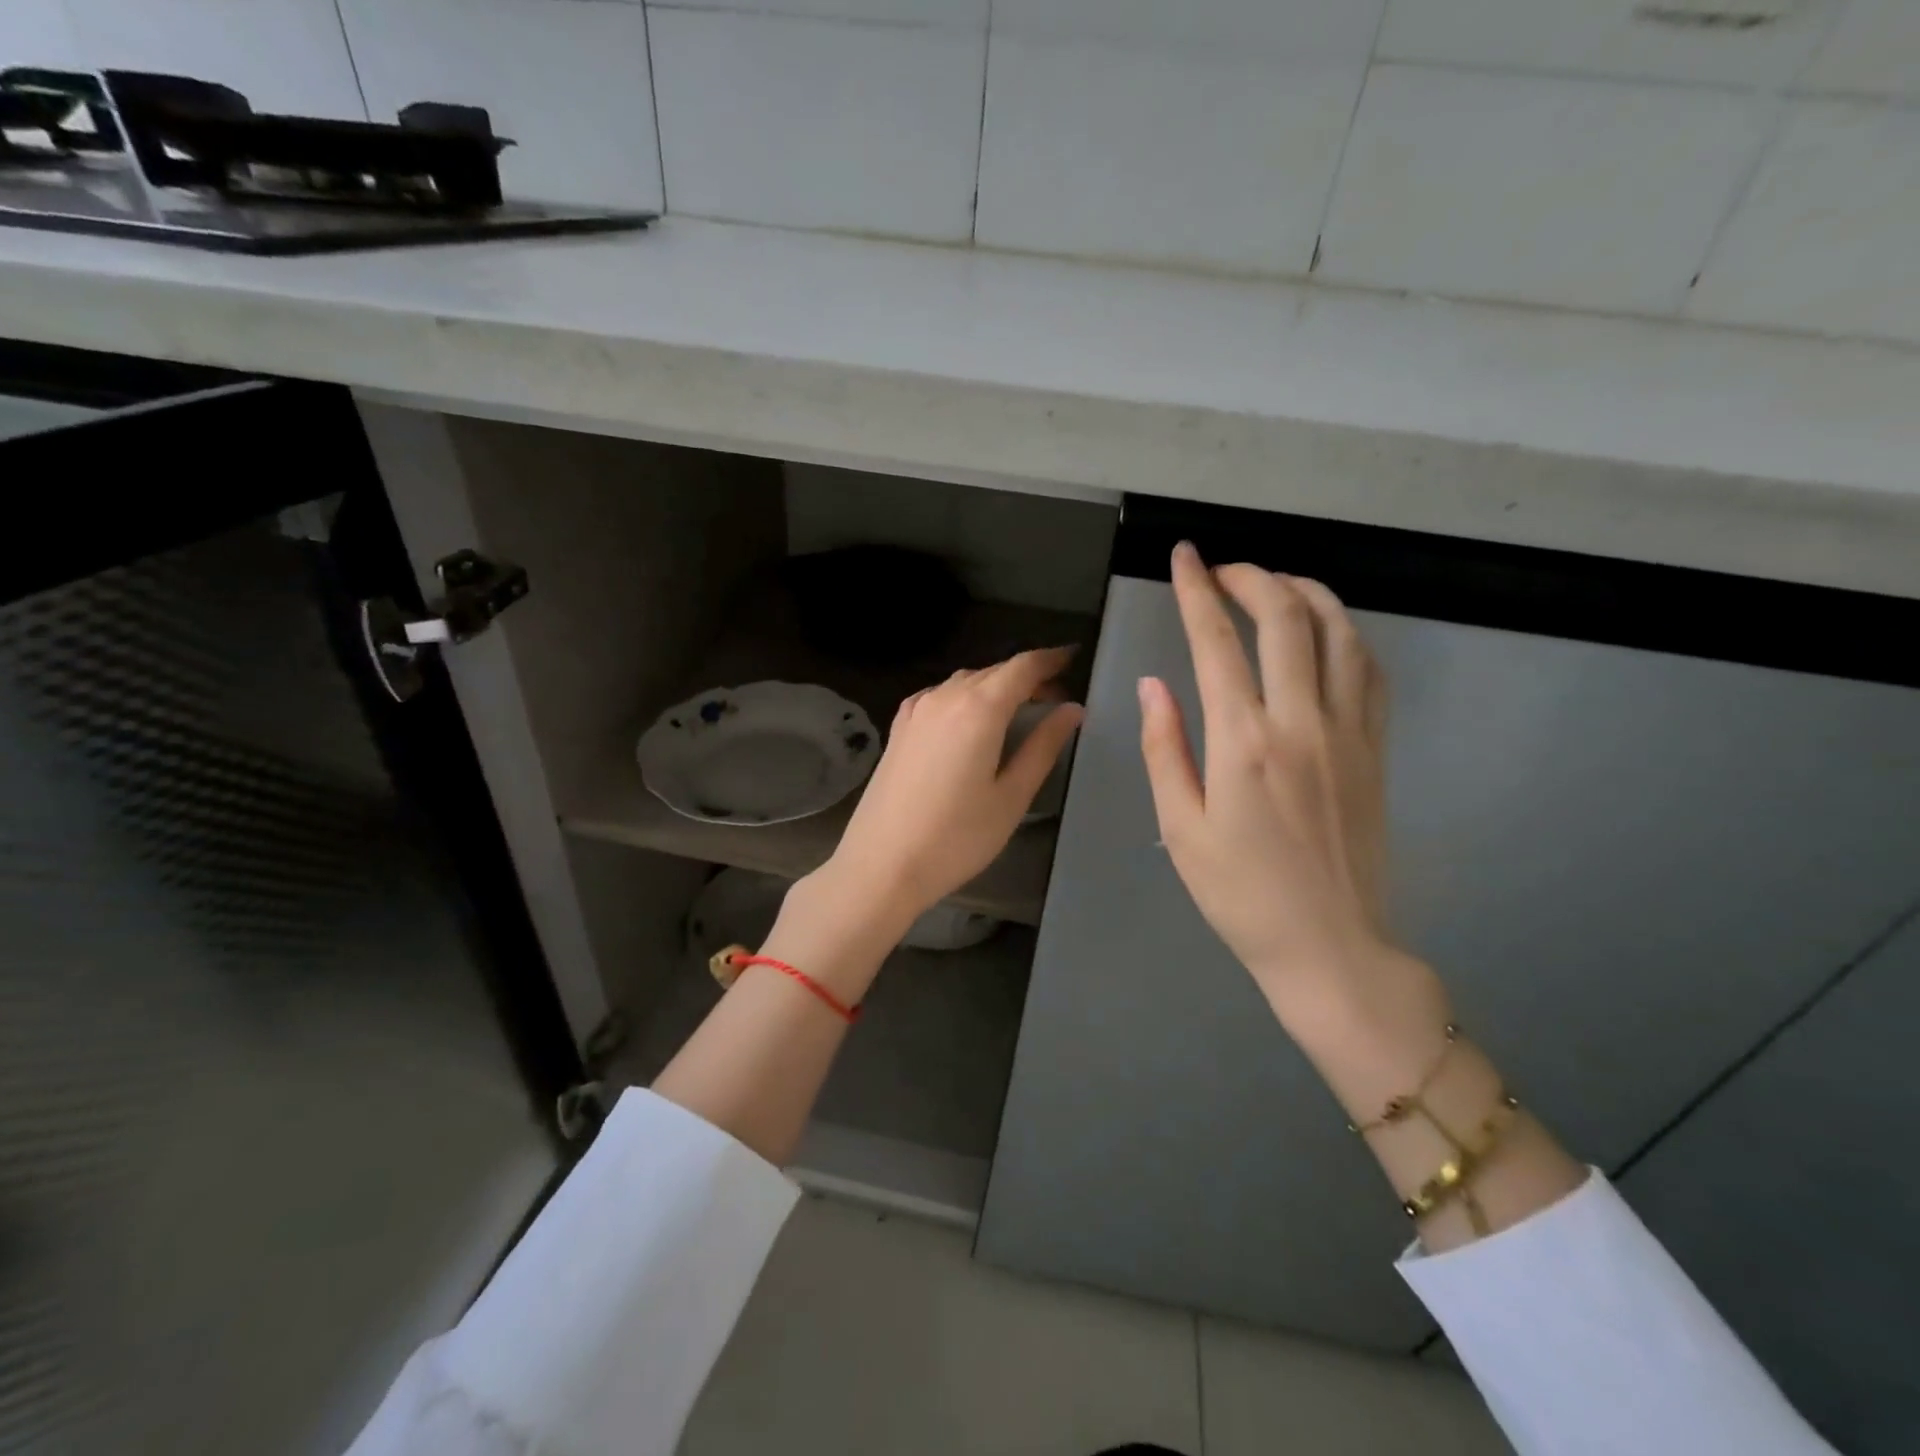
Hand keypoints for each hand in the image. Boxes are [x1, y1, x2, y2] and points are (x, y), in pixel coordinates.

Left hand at [820, 647, 1083, 930]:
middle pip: (994, 671)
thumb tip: (1071, 710)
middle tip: (1055, 698)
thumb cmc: (956, 838)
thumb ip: (1043, 747)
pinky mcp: (899, 728)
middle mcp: (945, 697)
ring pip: (965, 682)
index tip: (1072, 659)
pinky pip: (939, 696)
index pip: (1022, 667)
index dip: (1050, 660)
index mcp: (979, 709)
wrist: (881, 865)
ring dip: (995, 686)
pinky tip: (970, 720)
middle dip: (1027, 677)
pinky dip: (964, 697)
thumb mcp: (1011, 796)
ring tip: (1018, 710)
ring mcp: (916, 710)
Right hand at [1138, 543, 1394, 1018]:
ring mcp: (1348, 731)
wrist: (1330, 945)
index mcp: (1243, 742)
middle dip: (1250, 577)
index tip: (1183, 555)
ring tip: (1272, 585)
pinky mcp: (1376, 747)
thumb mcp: (1181, 827)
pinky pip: (1368, 669)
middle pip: (1284, 617)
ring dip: (1304, 592)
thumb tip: (1153, 684)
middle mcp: (1300, 721)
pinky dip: (1344, 632)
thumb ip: (1165, 748)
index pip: (1216, 641)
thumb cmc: (1239, 895)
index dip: (1196, 590)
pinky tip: (1322, 631)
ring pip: (1337, 631)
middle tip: (1221, 568)